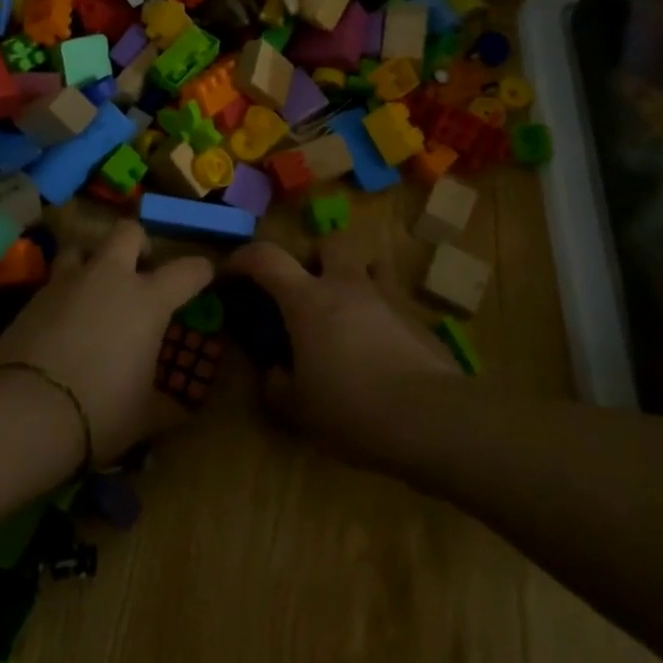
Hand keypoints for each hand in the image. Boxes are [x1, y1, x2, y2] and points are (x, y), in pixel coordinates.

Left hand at [0, 222, 212, 464]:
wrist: (24, 413)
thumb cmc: (100, 411)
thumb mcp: (146, 415)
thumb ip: (170, 405)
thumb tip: (186, 409)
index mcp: (148, 300)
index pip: (187, 270)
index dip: (201, 270)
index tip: (205, 275)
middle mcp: (110, 278)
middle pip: (128, 232)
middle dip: (139, 244)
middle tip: (141, 272)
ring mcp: (67, 283)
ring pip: (83, 247)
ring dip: (93, 260)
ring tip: (95, 290)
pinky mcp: (33, 297)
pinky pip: (55, 280)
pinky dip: (65, 292)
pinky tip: (64, 320)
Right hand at [222, 232, 461, 467]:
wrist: (431, 419)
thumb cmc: (352, 409)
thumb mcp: (299, 409)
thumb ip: (277, 386)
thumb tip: (273, 374)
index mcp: (308, 300)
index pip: (266, 258)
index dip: (243, 258)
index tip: (231, 272)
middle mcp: (347, 285)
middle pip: (329, 243)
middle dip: (314, 258)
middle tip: (307, 290)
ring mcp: (387, 297)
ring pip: (369, 265)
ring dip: (354, 278)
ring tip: (347, 313)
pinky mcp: (417, 318)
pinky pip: (393, 300)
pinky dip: (380, 313)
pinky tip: (379, 348)